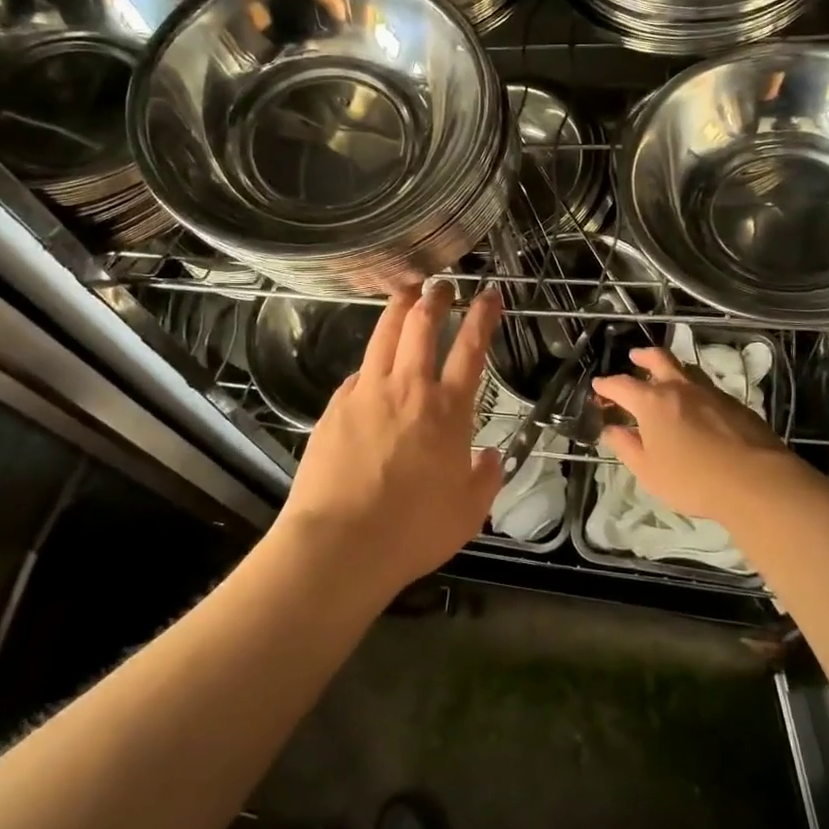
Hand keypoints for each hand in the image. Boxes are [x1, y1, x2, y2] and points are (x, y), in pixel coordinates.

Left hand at [278, 281, 501, 593]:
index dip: (483, 317)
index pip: (470, 349)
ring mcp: (367, 392)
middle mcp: (408, 388)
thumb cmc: (413, 530)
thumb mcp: (468, 512)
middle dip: (435, 298)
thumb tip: (492, 456)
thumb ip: (485, 478)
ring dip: (399, 307)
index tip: (489, 294)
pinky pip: (358, 372)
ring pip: (384, 334)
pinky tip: (371, 365)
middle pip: (421, 326)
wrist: (340, 543)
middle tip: (442, 284)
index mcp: (447, 410)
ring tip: (406, 290)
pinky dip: (371, 360)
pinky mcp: (336, 406)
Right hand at [593, 347, 797, 527]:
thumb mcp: (648, 471)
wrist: (756, 481)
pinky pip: (707, 388)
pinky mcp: (735, 404)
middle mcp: (680, 388)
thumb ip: (627, 447)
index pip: (622, 385)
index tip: (598, 387)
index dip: (607, 385)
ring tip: (666, 377)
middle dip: (643, 357)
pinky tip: (697, 406)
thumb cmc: (692, 479)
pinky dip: (694, 390)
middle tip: (634, 357)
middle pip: (659, 359)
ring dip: (672, 369)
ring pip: (687, 370)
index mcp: (652, 402)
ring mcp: (710, 393)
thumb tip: (611, 430)